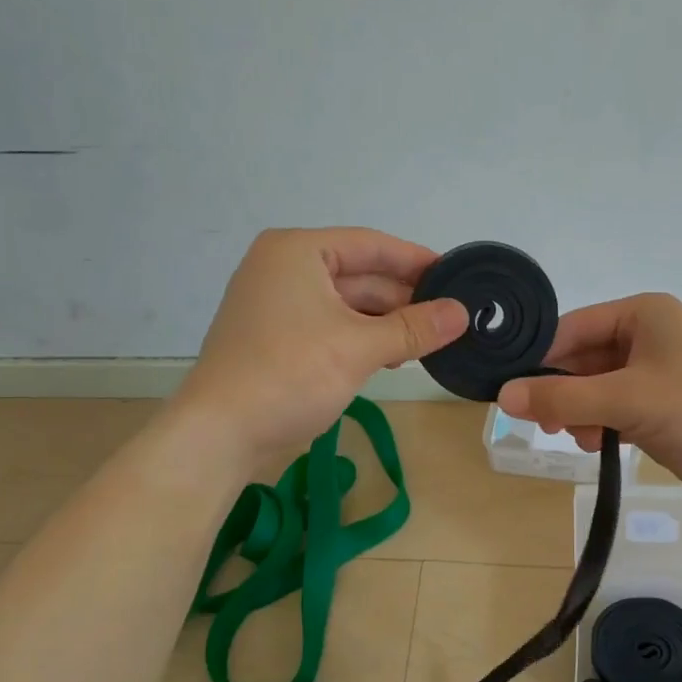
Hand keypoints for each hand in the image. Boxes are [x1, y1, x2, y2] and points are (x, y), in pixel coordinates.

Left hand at [170, 228, 467, 477]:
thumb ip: (414, 328)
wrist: (220, 435)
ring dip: (386, 322)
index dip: (415, 260)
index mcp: (297, 252)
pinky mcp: (277, 339)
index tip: (456, 275)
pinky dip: (362, 338)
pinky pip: (331, 327)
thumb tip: (462, 313)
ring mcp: (277, 306)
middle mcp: (284, 269)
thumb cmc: (289, 375)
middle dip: (403, 297)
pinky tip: (394, 356)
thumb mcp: (359, 348)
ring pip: (346, 304)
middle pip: (359, 274)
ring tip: (431, 340)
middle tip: (451, 316)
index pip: (370, 245)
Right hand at [497, 293, 681, 510]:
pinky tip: (594, 444)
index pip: (572, 328)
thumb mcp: (626, 400)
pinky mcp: (660, 405)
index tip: (512, 392)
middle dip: (561, 390)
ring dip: (578, 410)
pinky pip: (613, 407)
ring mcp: (654, 372)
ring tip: (574, 436)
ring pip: (595, 386)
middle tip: (544, 422)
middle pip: (581, 358)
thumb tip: (504, 396)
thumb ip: (562, 397)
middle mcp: (646, 336)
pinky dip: (599, 423)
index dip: (540, 359)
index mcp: (642, 315)